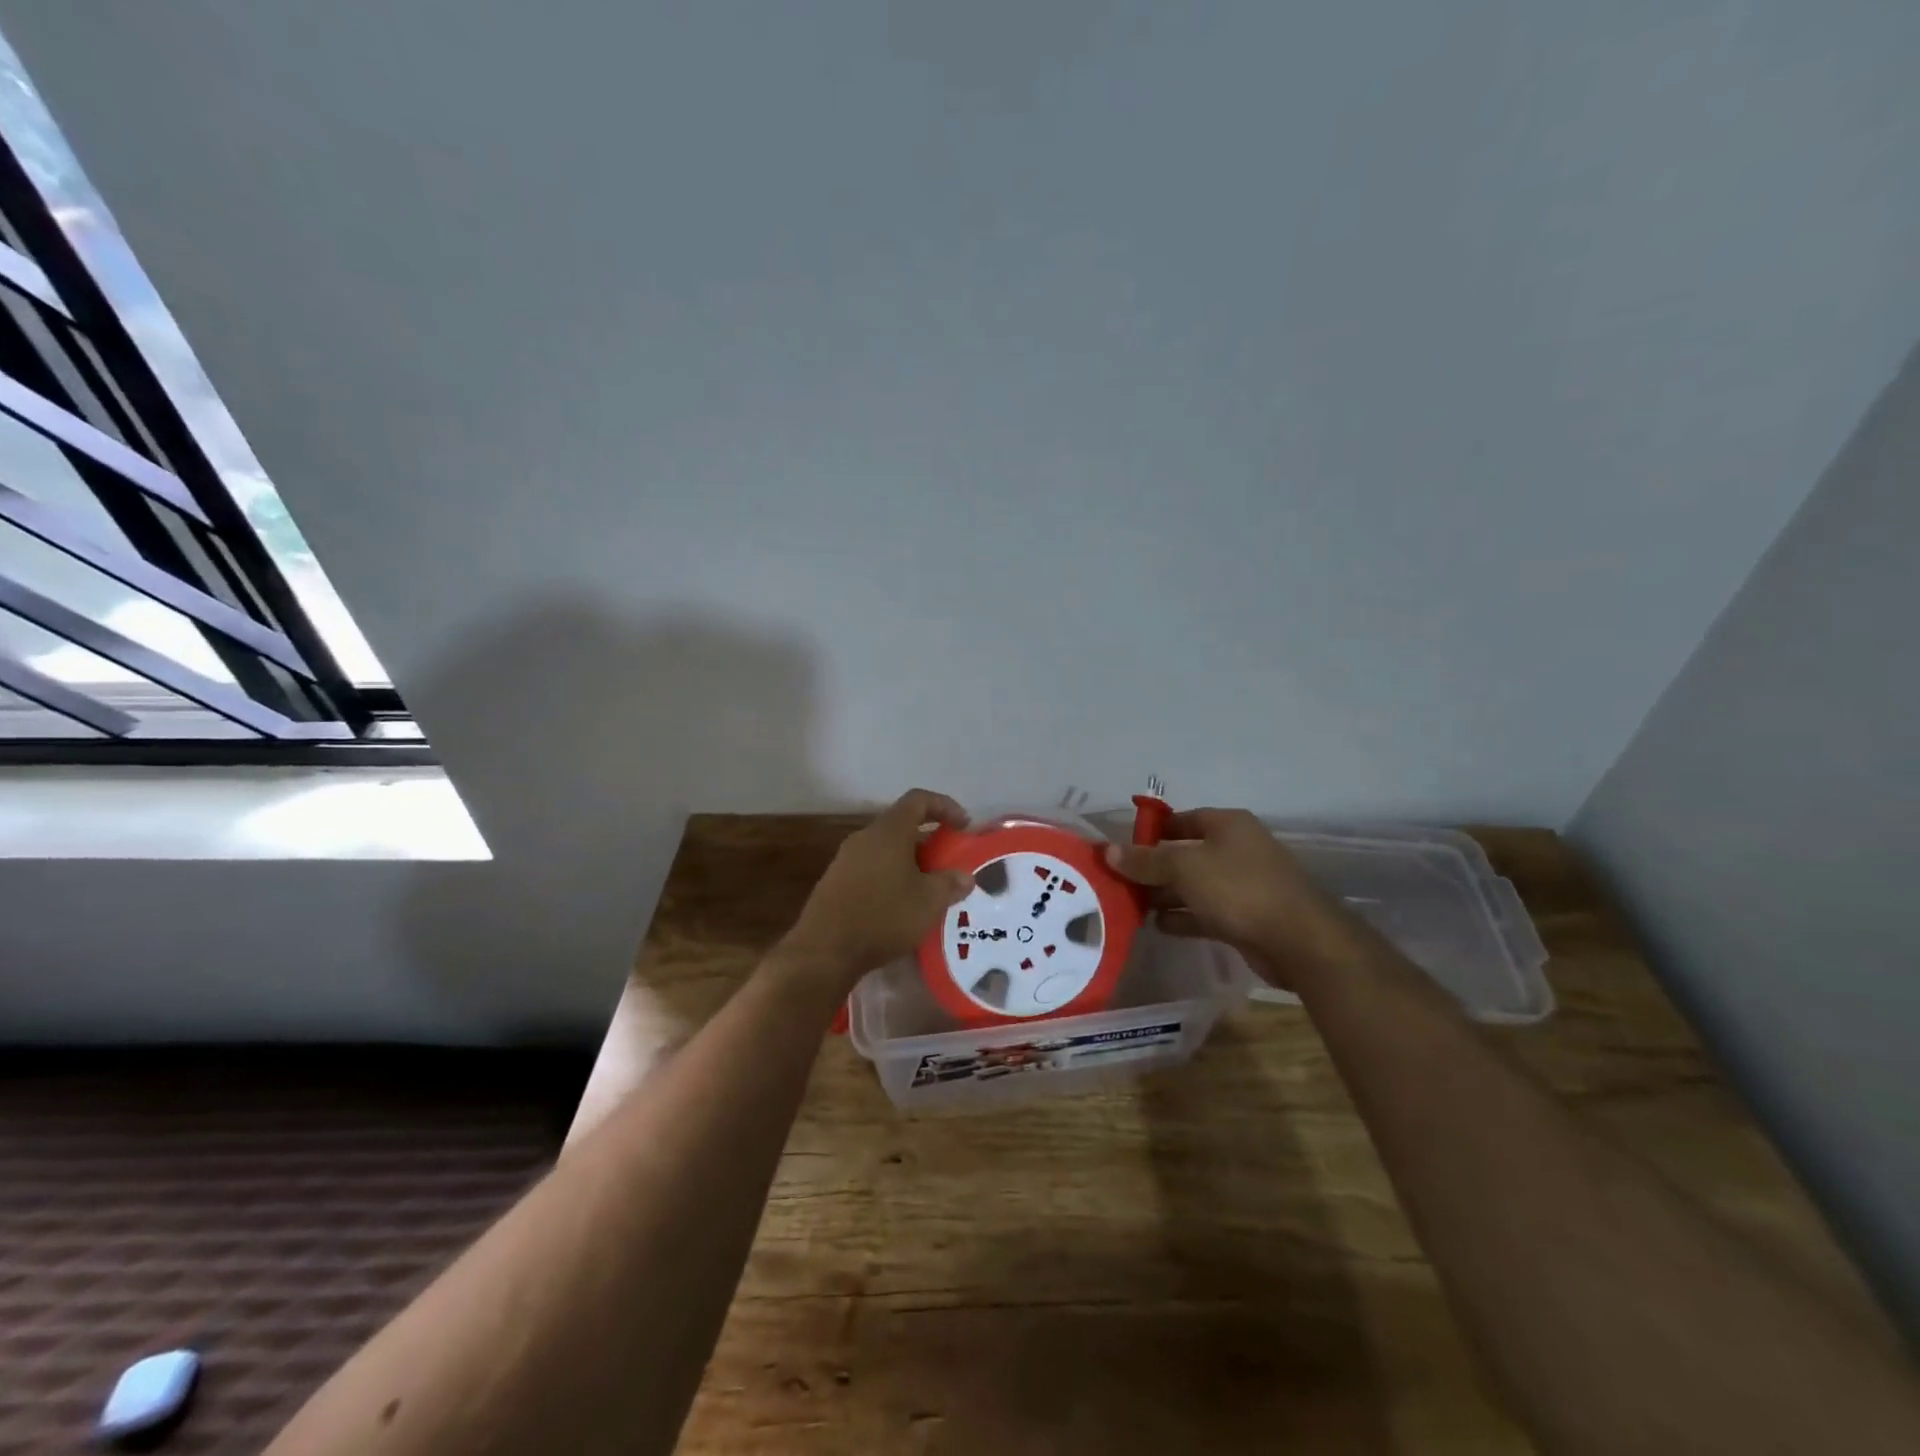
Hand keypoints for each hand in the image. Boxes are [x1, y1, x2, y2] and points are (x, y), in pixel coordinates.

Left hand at [781, 789, 973, 987]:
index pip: (919, 800)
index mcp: (889, 831)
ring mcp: (846, 859)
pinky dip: (892, 877)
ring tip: (929, 888)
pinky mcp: (836, 882)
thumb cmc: (883, 916)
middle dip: (930, 840)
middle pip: (902, 825)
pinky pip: (872, 868)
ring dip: (911, 862)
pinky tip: (902, 905)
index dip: (945, 806)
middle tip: (949, 862)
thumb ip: (950, 883)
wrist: (824, 950)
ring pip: (886, 849)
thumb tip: (964, 876)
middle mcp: (865, 837)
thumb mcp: (928, 902)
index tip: (965, 826)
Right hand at [1105, 808, 1358, 990]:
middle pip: (1185, 854)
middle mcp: (1236, 849)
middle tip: (1119, 882)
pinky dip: (1183, 917)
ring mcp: (1243, 885)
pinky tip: (1158, 926)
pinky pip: (1205, 912)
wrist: (1299, 941)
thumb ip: (1145, 861)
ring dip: (1165, 895)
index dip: (1150, 833)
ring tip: (1131, 907)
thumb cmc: (1239, 889)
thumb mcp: (1184, 868)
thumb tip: (1107, 851)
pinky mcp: (1245, 917)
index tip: (1121, 850)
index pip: (1180, 820)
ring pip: (1194, 885)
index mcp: (1227, 825)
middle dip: (1153, 868)